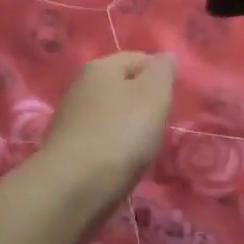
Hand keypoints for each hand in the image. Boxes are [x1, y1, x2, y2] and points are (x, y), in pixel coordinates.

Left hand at [37, 52, 175, 211]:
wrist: (74, 187)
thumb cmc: (121, 133)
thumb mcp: (154, 94)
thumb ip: (163, 71)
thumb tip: (165, 57)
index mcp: (100, 67)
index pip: (138, 58)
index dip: (160, 73)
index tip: (175, 96)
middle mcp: (80, 87)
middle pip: (122, 86)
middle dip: (144, 100)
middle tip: (163, 121)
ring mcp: (71, 119)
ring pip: (111, 114)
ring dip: (130, 125)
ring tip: (146, 145)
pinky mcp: (68, 149)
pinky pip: (101, 139)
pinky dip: (116, 146)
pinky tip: (124, 161)